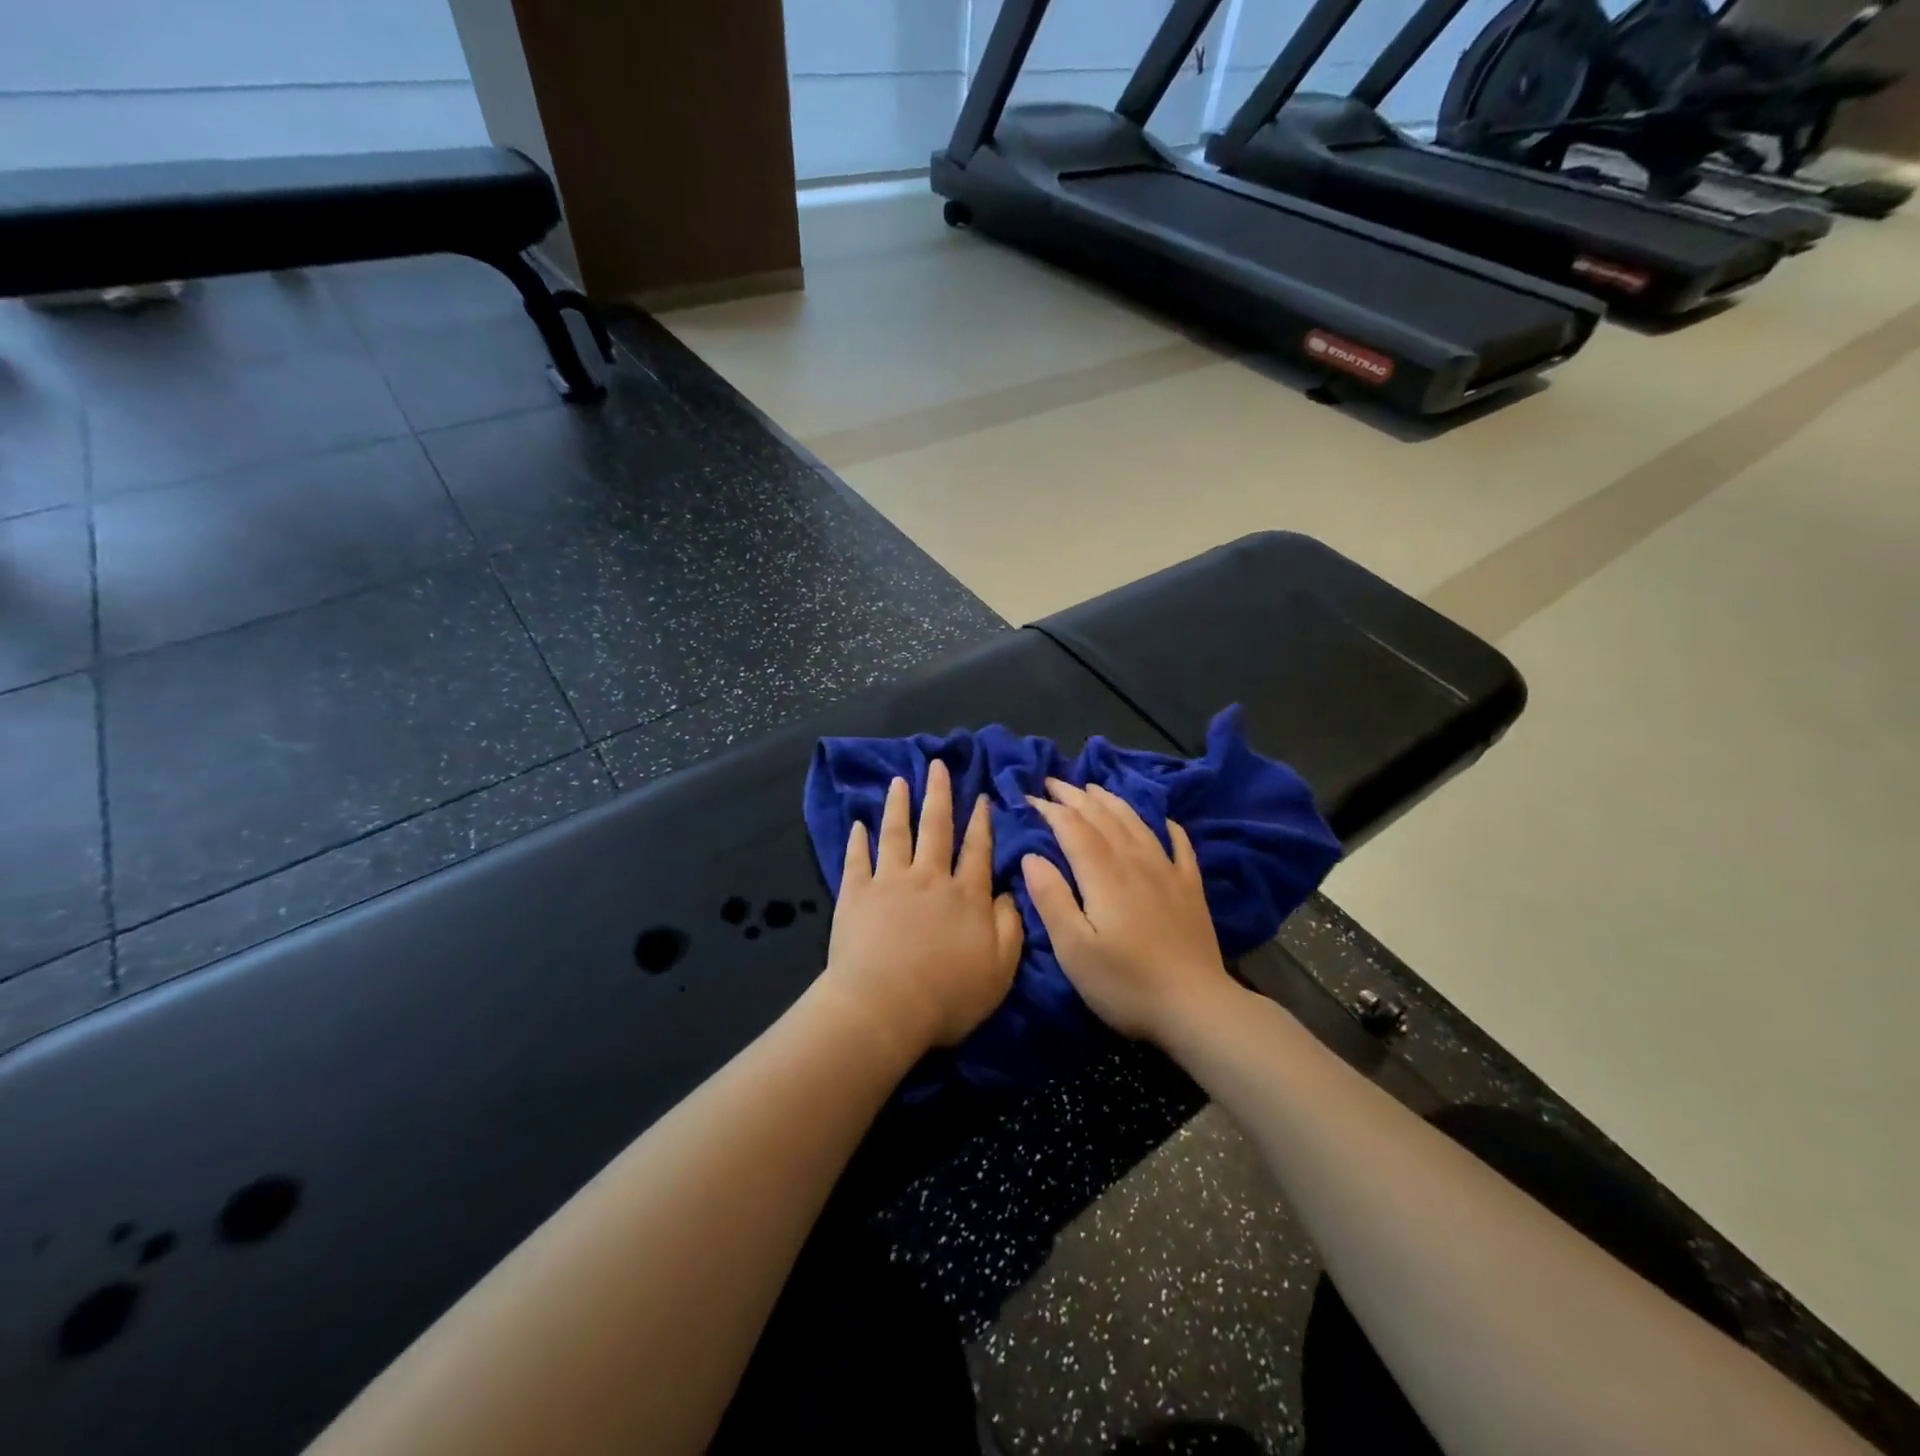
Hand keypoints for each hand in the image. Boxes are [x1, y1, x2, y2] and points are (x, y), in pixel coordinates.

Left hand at [820, 760, 1023, 1058]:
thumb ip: (1011, 926)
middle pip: (937, 828)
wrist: (884, 1007)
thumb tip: (1010, 892)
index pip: (978, 849)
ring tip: (900, 780)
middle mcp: (930, 878)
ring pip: (897, 833)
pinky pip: (857, 859)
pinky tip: (858, 823)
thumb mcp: (1000, 969)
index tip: (980, 796)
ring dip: (899, 805)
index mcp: (966, 895)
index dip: (981, 822)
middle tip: (937, 765)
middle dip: (939, 794)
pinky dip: (858, 840)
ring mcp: (890, 882)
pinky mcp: (856, 894)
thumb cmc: (948, 996)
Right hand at [1022, 779, 1236, 1042]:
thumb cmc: (1125, 983)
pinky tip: (1163, 820)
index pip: (1073, 827)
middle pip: (1103, 817)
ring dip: (1112, 801)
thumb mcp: (1074, 949)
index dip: (1050, 809)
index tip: (1028, 798)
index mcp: (1104, 874)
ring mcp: (1168, 872)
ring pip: (1136, 823)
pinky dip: (1167, 826)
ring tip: (1093, 788)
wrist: (1197, 1008)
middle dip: (1075, 796)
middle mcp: (1136, 862)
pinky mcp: (1191, 889)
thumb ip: (1051, 898)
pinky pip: (1179, 845)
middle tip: (1053, 782)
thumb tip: (1032, 855)